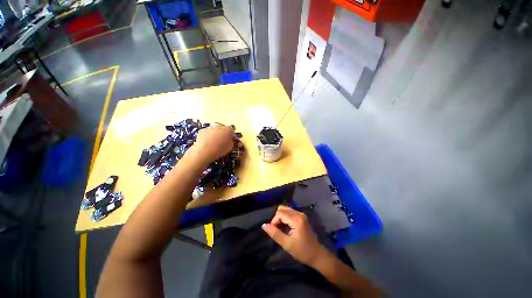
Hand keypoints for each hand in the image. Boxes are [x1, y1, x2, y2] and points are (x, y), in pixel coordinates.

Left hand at [192, 124, 234, 163]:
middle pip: (223, 129)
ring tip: (214, 144)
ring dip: (215, 135)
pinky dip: (207, 137)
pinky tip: (207, 144)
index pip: (232, 131)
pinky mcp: (202, 130)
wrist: (205, 150)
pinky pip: (207, 133)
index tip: (230, 142)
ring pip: (214, 130)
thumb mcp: (231, 147)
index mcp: (228, 129)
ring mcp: (210, 127)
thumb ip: (232, 142)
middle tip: (222, 142)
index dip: (231, 137)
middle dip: (223, 134)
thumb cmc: (221, 149)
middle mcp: (220, 126)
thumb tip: (231, 141)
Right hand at [262, 205, 324, 266]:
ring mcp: (301, 214)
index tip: (274, 231)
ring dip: (281, 218)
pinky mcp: (302, 217)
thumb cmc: (302, 251)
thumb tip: (264, 225)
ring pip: (286, 210)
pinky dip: (285, 218)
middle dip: (277, 218)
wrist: (317, 255)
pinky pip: (290, 212)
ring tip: (281, 229)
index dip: (274, 221)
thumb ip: (275, 233)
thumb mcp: (286, 244)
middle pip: (282, 209)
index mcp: (296, 219)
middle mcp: (299, 214)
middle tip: (277, 230)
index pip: (280, 213)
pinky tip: (285, 227)